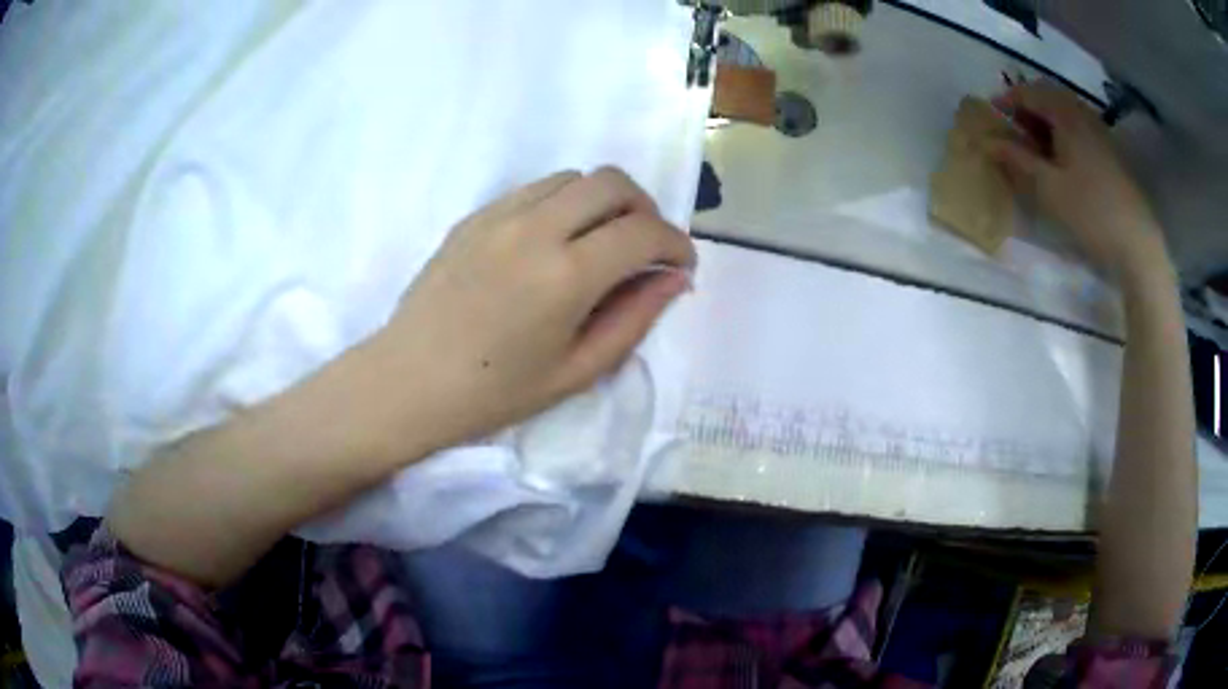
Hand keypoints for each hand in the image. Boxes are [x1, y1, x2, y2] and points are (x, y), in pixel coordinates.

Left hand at [366, 167, 695, 455]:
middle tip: (646, 246)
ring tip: (601, 240)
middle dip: (645, 208)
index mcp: (566, 275)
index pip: (643, 232)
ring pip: (573, 177)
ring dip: (603, 201)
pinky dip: (563, 203)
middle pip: (612, 182)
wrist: (409, 381)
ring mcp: (499, 215)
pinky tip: (554, 241)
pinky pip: (534, 189)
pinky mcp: (474, 216)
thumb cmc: (494, 393)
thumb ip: (634, 318)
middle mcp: (536, 228)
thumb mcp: (577, 371)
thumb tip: (675, 279)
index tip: (680, 265)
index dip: (676, 244)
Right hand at [989, 81, 1165, 276]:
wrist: (1136, 243)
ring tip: (1035, 143)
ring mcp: (1100, 132)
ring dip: (1046, 120)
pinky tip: (1061, 156)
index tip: (992, 114)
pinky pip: (1079, 127)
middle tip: (1013, 127)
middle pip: (1049, 96)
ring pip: (1066, 112)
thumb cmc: (1090, 212)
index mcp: (1066, 115)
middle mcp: (1083, 114)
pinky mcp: (1110, 152)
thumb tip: (988, 141)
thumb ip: (1016, 160)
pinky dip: (1063, 132)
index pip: (1030, 92)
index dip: (1008, 99)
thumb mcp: (1048, 188)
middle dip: (1028, 106)